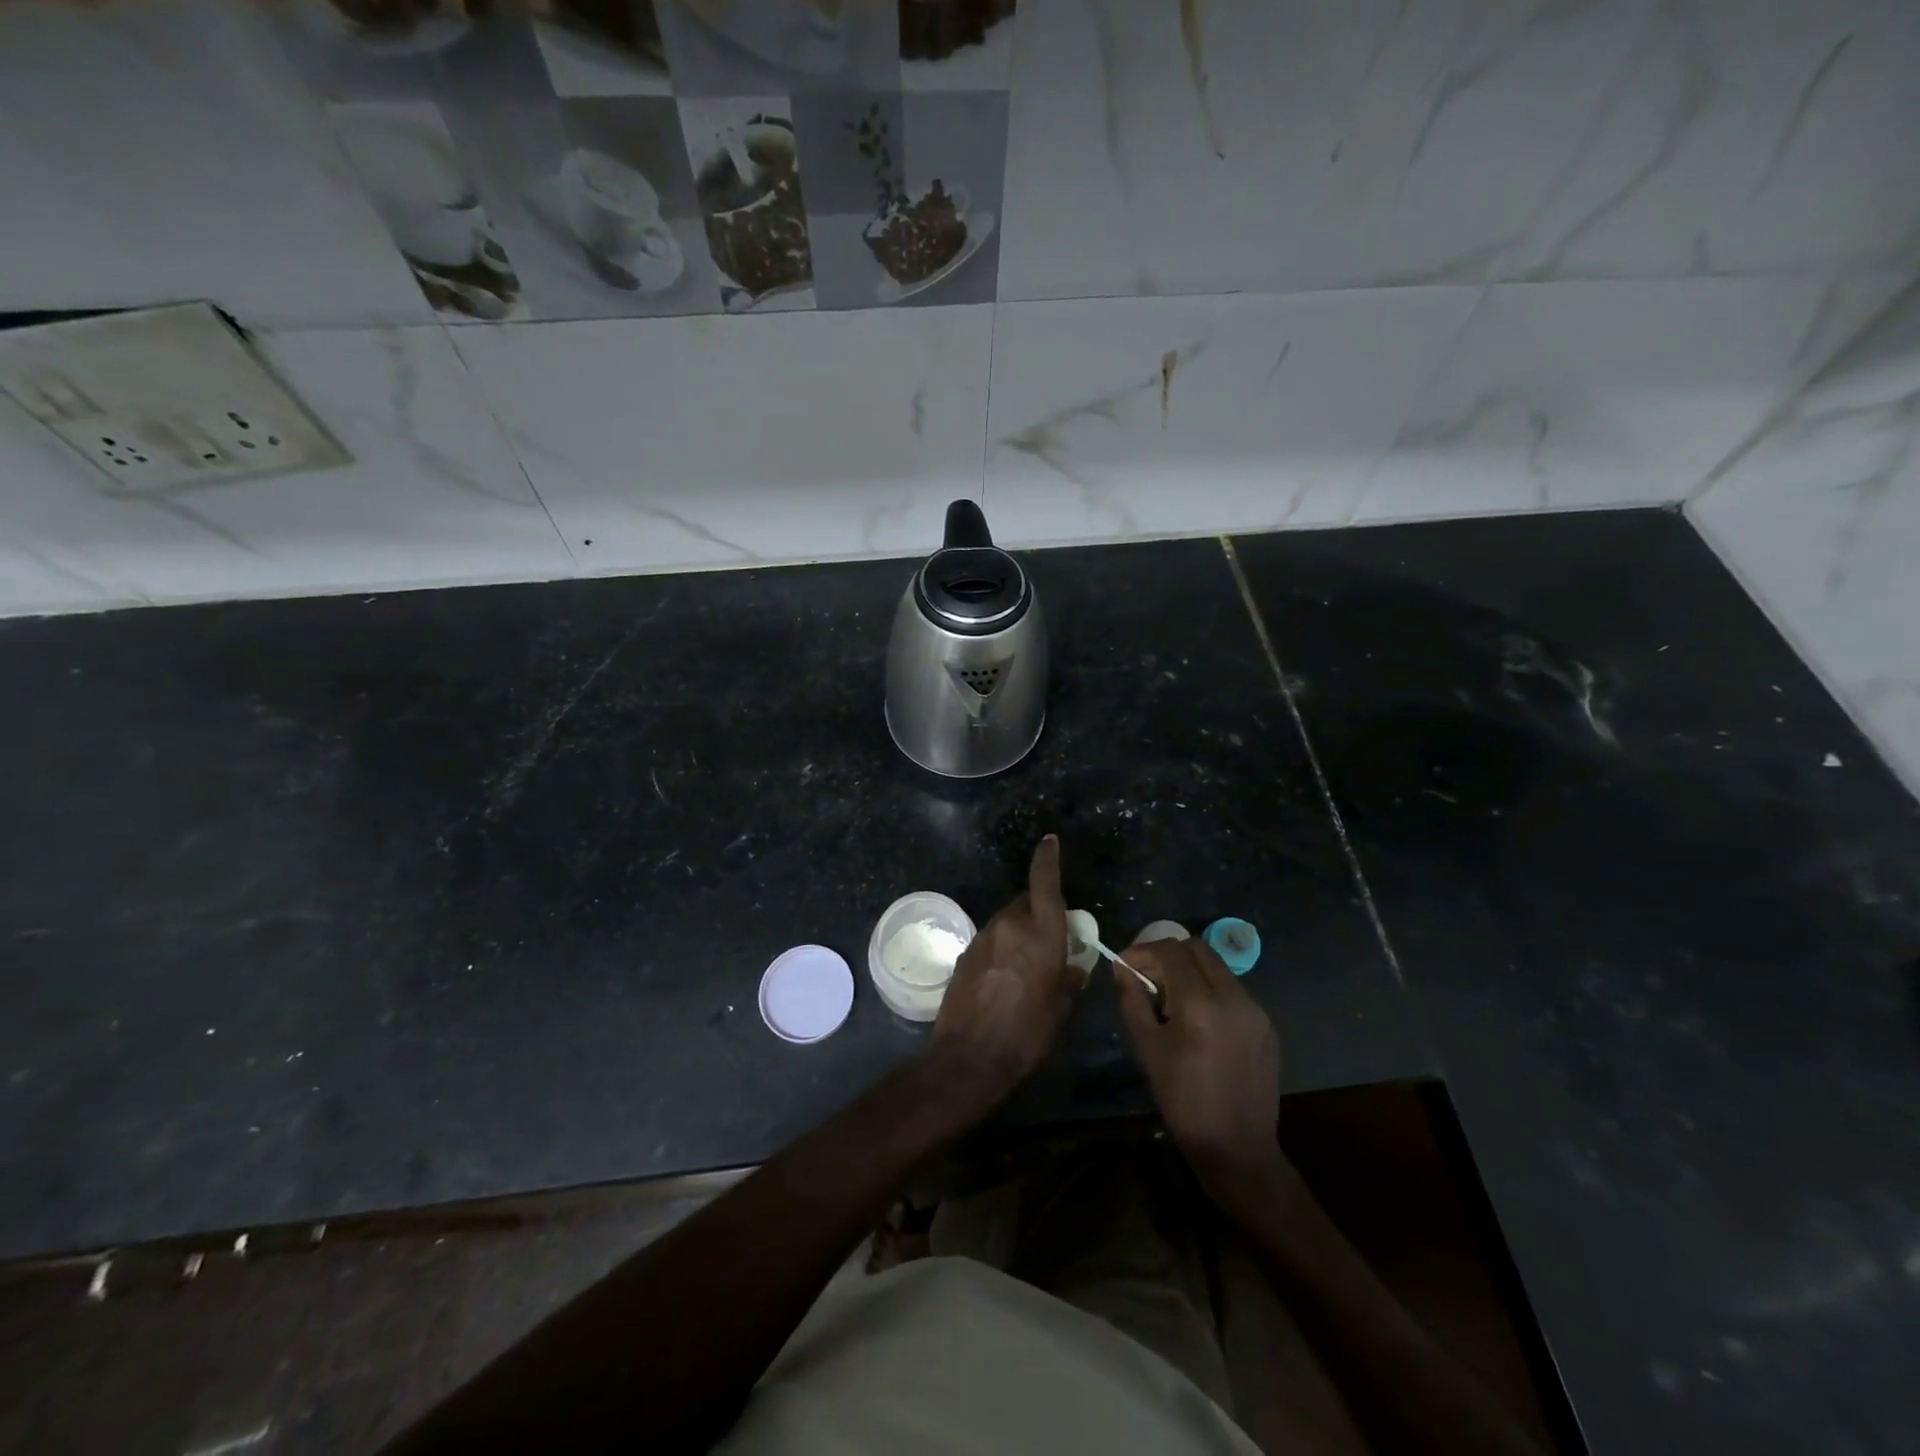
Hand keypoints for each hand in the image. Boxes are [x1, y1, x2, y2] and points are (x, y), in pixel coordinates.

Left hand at [929, 835, 1078, 1109]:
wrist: (969, 1056)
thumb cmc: (1027, 1033)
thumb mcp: (1060, 1009)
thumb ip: (1069, 980)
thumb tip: (1073, 969)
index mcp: (1041, 933)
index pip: (1045, 883)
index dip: (1048, 859)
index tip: (1049, 841)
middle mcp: (1010, 925)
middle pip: (1025, 902)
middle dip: (1038, 910)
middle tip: (1051, 936)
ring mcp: (983, 937)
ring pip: (1007, 920)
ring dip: (1019, 931)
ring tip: (1028, 963)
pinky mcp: (965, 953)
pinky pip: (991, 940)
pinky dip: (1002, 947)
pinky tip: (1005, 977)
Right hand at [1115, 937, 1282, 1196]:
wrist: (1236, 1148)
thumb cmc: (1183, 1100)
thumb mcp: (1148, 1048)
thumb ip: (1133, 1000)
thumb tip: (1123, 968)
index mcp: (1200, 1004)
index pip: (1170, 951)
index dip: (1143, 951)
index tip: (1126, 965)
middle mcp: (1233, 997)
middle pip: (1198, 949)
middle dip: (1168, 955)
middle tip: (1148, 978)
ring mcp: (1256, 1010)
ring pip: (1217, 967)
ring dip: (1190, 972)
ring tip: (1171, 1001)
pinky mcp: (1266, 1025)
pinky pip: (1233, 990)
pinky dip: (1210, 991)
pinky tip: (1198, 1020)